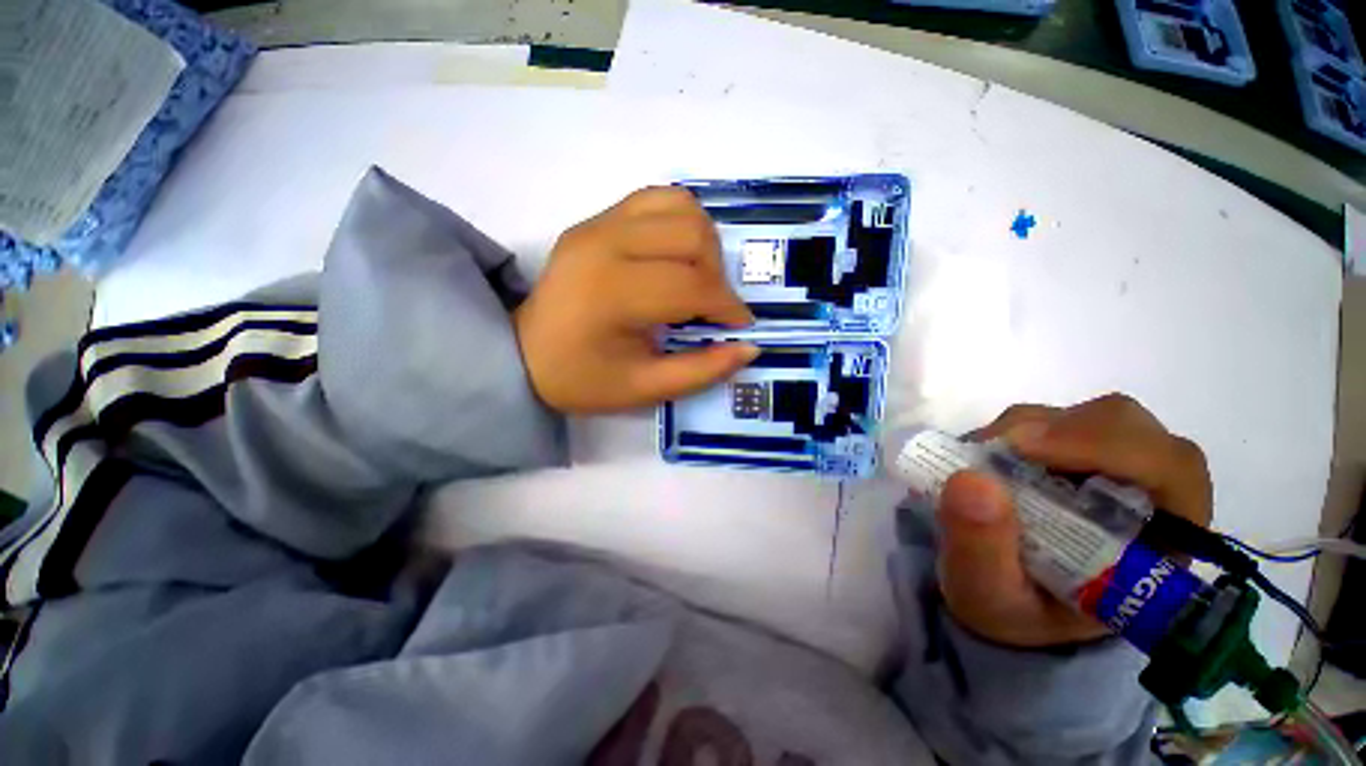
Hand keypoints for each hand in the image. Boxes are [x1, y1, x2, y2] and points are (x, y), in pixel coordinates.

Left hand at [514, 187, 757, 412]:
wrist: (522, 354)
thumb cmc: (581, 378)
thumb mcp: (644, 390)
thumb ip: (701, 371)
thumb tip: (750, 347)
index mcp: (612, 293)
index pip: (692, 284)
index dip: (727, 307)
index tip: (738, 327)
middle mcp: (605, 244)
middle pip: (692, 235)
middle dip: (718, 275)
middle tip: (712, 308)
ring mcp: (597, 224)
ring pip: (680, 206)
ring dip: (704, 243)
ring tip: (697, 279)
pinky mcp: (596, 219)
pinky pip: (656, 200)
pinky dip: (680, 223)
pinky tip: (675, 257)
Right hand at [937, 394, 1212, 647]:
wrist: (998, 594)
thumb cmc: (1011, 609)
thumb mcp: (988, 596)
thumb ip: (981, 549)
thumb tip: (970, 481)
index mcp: (1158, 542)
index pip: (1171, 470)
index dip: (1112, 447)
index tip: (1026, 449)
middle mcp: (1145, 493)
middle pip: (1131, 428)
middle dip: (1065, 431)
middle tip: (1000, 448)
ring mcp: (1105, 466)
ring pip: (1087, 416)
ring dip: (1030, 428)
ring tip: (983, 460)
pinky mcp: (1066, 451)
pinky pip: (1046, 418)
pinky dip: (1011, 429)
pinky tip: (985, 457)